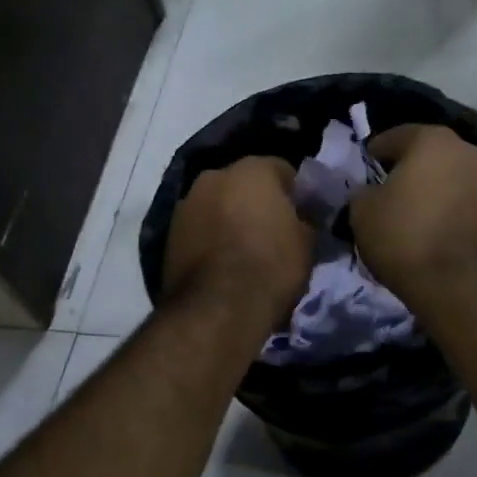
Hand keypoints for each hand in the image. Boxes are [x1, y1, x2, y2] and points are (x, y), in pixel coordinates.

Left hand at [162, 156, 313, 325]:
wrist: (218, 307)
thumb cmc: (271, 266)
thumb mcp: (307, 244)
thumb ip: (304, 221)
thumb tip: (301, 219)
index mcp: (253, 169)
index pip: (283, 170)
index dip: (295, 194)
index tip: (302, 216)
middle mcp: (215, 176)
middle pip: (244, 183)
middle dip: (257, 202)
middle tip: (273, 231)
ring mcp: (187, 203)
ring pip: (218, 204)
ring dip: (230, 218)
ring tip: (244, 251)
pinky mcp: (169, 233)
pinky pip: (200, 228)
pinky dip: (210, 238)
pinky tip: (222, 263)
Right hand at [353, 124, 476, 307]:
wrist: (463, 285)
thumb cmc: (406, 239)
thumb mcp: (362, 213)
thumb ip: (363, 192)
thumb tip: (370, 191)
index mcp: (432, 140)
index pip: (396, 136)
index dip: (377, 151)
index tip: (367, 166)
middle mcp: (470, 151)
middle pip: (433, 154)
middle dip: (414, 168)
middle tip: (395, 191)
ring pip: (458, 178)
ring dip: (442, 189)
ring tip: (425, 214)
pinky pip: (475, 204)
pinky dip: (461, 211)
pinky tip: (448, 232)